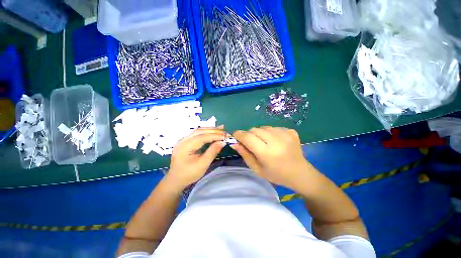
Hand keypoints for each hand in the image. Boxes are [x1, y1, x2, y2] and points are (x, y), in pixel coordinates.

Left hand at [165, 127, 225, 189]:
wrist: (176, 180)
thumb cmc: (189, 174)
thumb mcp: (203, 164)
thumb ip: (213, 151)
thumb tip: (223, 142)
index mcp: (185, 147)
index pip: (202, 137)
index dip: (215, 135)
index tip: (225, 136)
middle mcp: (183, 140)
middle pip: (200, 131)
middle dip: (213, 131)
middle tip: (225, 132)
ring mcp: (183, 140)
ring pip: (198, 131)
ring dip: (210, 130)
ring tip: (221, 129)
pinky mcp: (185, 141)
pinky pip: (197, 134)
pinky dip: (206, 132)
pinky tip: (212, 132)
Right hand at [231, 126, 310, 189]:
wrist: (300, 173)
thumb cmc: (276, 174)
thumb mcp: (256, 168)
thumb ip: (244, 154)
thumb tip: (234, 143)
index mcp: (267, 153)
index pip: (247, 137)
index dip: (238, 135)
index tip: (235, 136)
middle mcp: (276, 141)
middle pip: (254, 129)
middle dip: (249, 134)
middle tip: (252, 143)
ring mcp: (285, 134)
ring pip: (263, 127)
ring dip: (260, 133)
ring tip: (265, 143)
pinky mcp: (291, 131)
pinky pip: (273, 127)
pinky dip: (270, 133)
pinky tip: (275, 142)